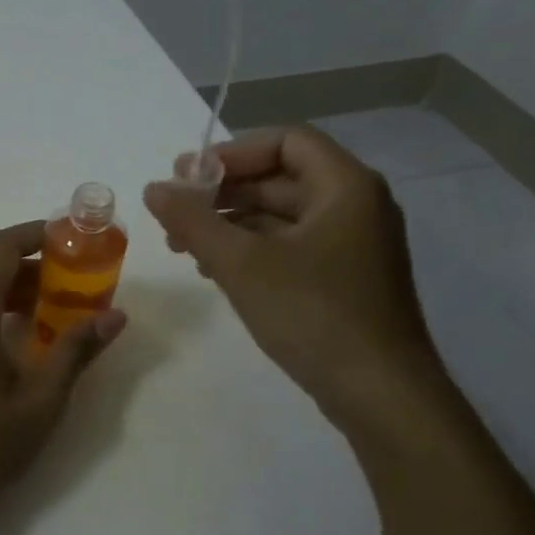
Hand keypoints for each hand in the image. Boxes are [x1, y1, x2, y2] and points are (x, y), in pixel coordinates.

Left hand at [0, 222, 126, 528]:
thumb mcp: (38, 402)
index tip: (70, 240)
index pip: (1, 247)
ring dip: (10, 301)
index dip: (36, 234)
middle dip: (32, 274)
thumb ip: (74, 351)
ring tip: (49, 326)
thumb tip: (114, 316)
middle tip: (73, 292)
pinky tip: (8, 359)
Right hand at [144, 127, 440, 428]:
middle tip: (175, 214)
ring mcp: (353, 245)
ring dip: (231, 223)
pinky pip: (292, 246)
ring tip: (185, 247)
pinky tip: (216, 271)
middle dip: (224, 193)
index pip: (286, 141)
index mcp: (345, 186)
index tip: (188, 178)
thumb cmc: (313, 314)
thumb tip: (154, 188)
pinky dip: (252, 250)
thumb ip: (193, 220)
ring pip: (282, 215)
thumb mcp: (241, 263)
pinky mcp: (345, 279)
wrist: (380, 394)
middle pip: (281, 177)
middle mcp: (356, 206)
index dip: (232, 153)